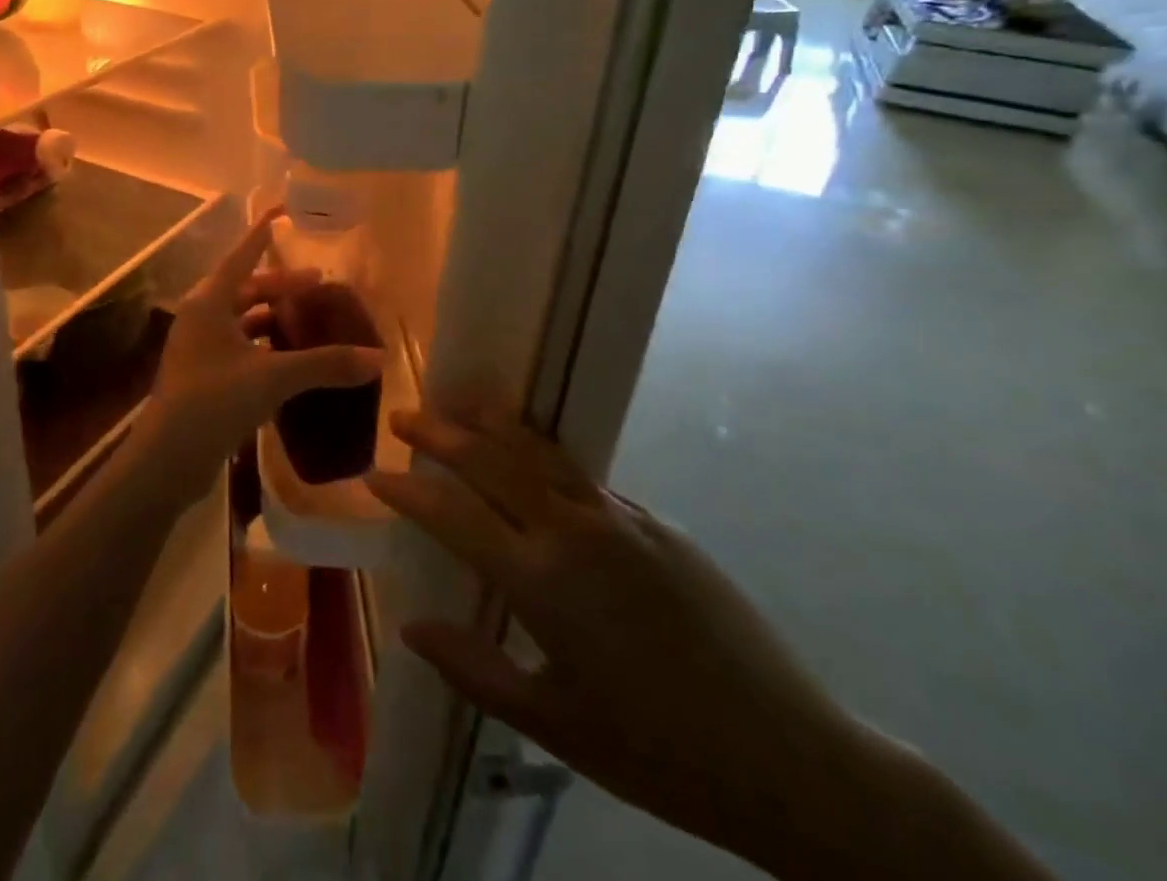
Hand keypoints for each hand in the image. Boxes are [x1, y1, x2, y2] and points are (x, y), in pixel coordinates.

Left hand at [128, 211, 383, 514]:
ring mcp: (198, 348)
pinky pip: (238, 346)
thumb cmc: (215, 400)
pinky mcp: (202, 376)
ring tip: (307, 320)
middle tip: (318, 285)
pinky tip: (287, 358)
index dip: (263, 235)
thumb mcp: (274, 377)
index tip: (283, 214)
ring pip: (240, 319)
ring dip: (271, 317)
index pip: (242, 256)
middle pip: (245, 289)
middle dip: (280, 286)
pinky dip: (262, 344)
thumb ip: (326, 365)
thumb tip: (378, 359)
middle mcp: (200, 317)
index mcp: (209, 302)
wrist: (168, 458)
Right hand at [366, 408, 877, 876]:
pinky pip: (583, 477)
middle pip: (492, 458)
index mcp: (543, 582)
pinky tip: (531, 464)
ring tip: (459, 404)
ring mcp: (620, 518)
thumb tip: (412, 627)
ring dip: (492, 423)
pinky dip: (542, 457)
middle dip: (440, 433)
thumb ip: (475, 670)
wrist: (793, 761)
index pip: (454, 514)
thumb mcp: (554, 724)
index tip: (374, 475)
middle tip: (404, 416)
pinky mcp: (657, 522)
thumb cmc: (659, 754)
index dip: (408, 491)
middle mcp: (575, 530)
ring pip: (539, 451)